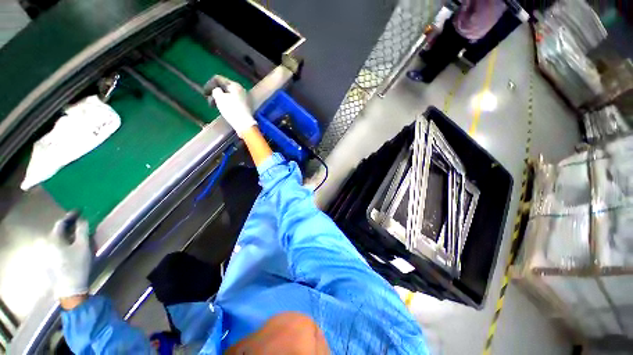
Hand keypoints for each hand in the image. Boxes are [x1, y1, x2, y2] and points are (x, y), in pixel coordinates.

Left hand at [47, 213, 91, 304]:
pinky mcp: (46, 261)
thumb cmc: (77, 265)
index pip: (61, 223)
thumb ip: (82, 230)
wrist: (70, 288)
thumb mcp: (83, 246)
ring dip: (65, 236)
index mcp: (52, 239)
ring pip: (55, 240)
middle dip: (68, 227)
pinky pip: (54, 247)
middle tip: (79, 224)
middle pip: (57, 232)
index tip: (80, 212)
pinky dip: (62, 244)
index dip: (71, 216)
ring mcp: (44, 254)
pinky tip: (69, 247)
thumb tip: (82, 219)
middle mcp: (45, 244)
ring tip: (75, 236)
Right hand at [204, 75, 256, 136]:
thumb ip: (215, 90)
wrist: (245, 124)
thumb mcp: (219, 97)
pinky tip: (224, 110)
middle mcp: (241, 89)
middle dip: (215, 93)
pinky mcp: (246, 107)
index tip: (204, 94)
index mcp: (235, 85)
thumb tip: (217, 91)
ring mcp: (245, 98)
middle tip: (210, 102)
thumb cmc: (231, 110)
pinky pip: (233, 101)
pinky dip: (227, 104)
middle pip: (224, 87)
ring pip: (228, 95)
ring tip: (215, 106)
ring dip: (220, 99)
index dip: (209, 85)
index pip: (218, 79)